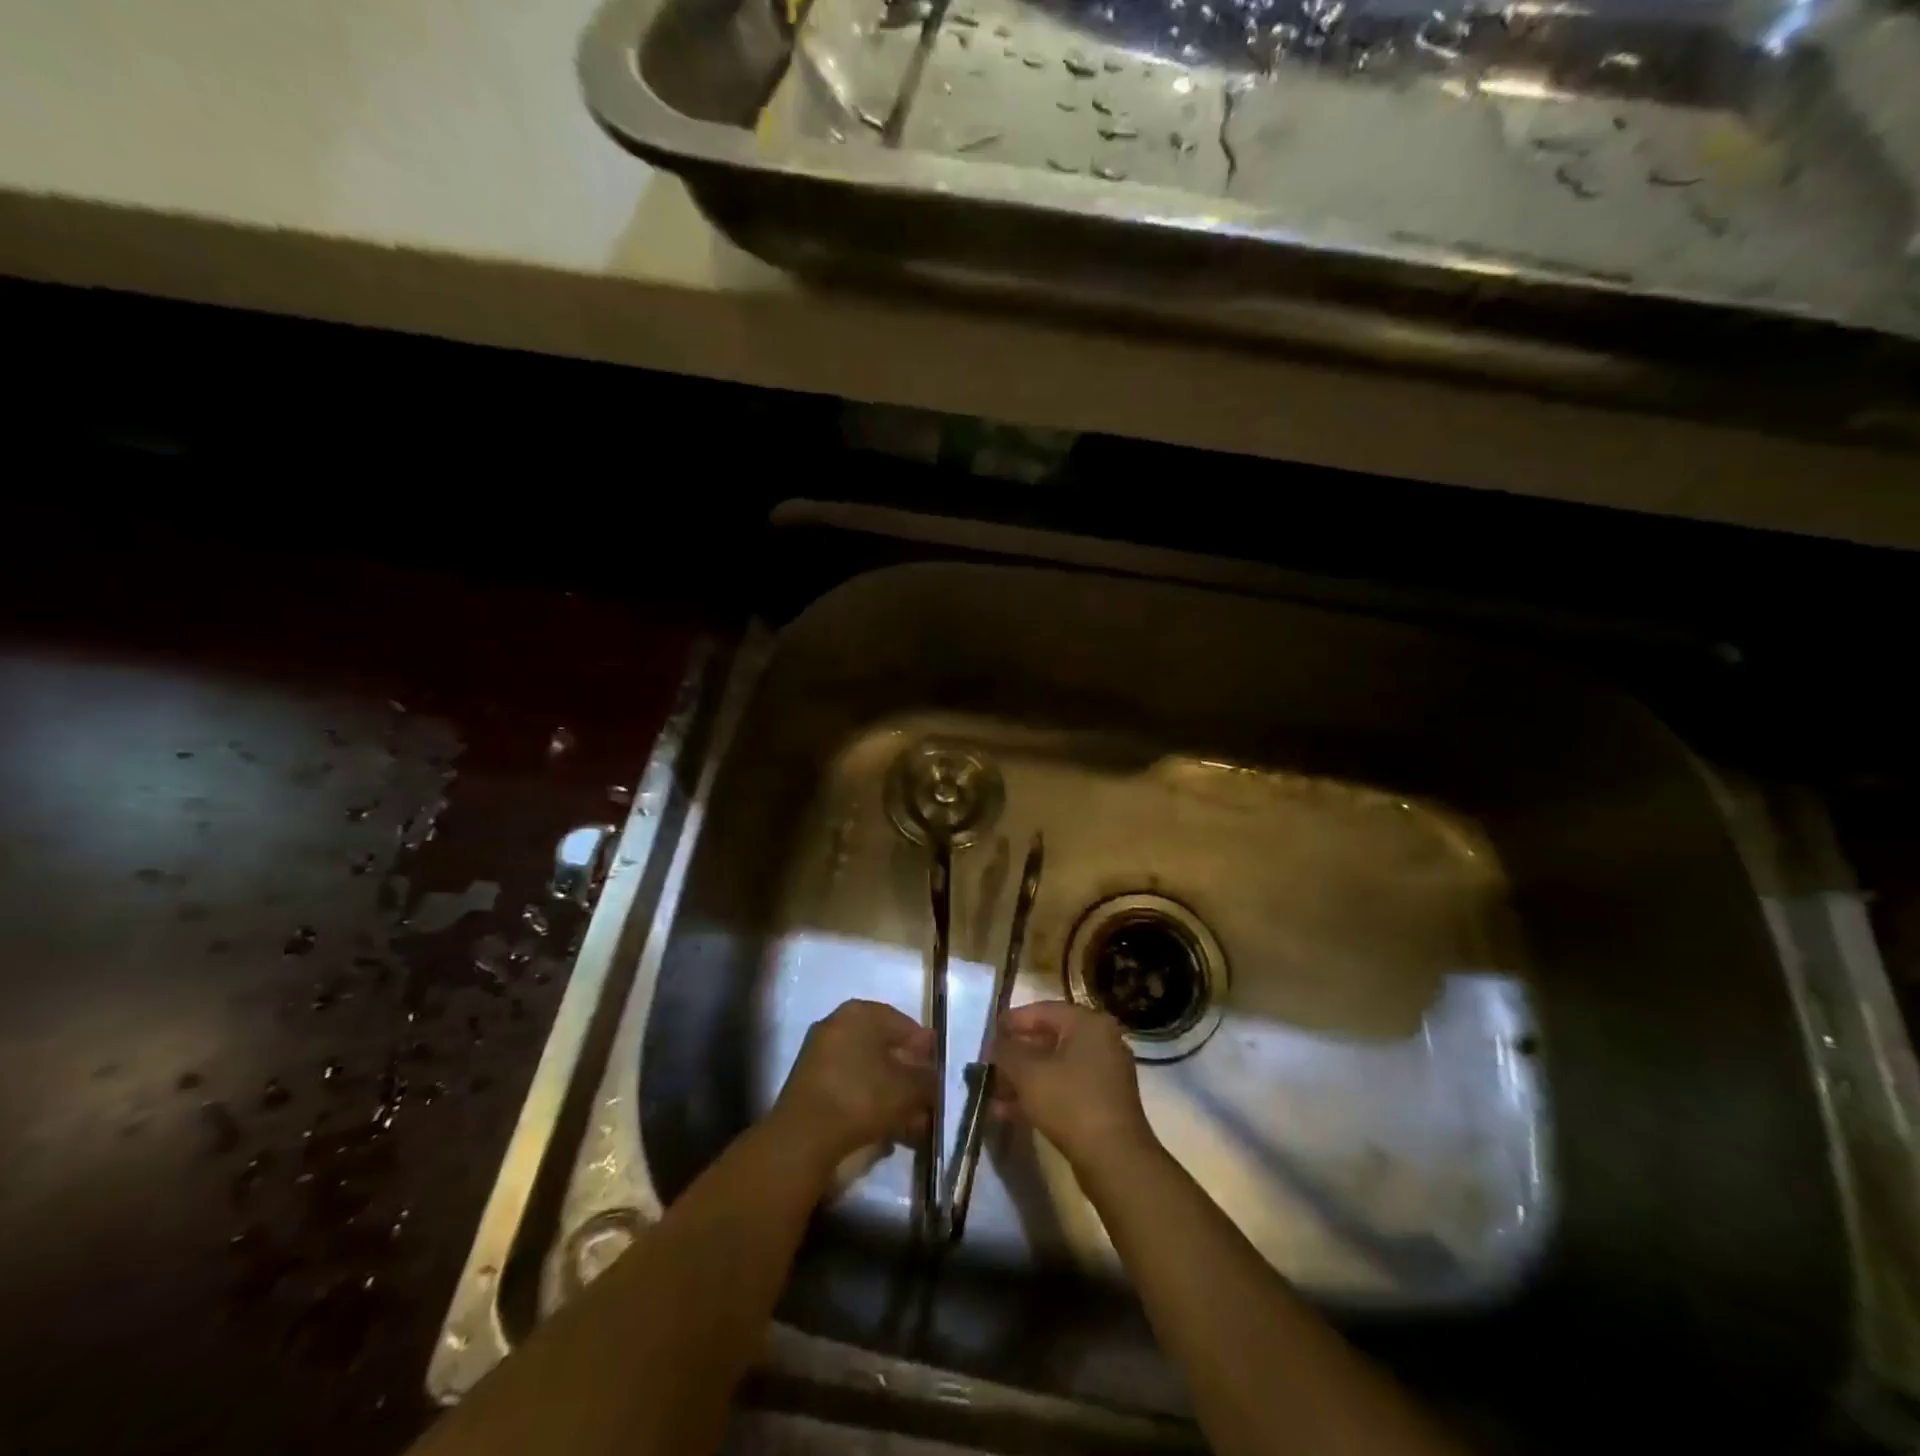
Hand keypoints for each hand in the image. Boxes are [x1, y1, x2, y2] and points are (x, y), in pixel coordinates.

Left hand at [770, 999, 935, 1176]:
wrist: (803, 1137)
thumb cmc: (861, 1097)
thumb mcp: (908, 1089)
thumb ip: (928, 1079)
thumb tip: (933, 1078)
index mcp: (862, 1012)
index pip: (905, 1025)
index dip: (926, 1051)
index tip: (937, 1076)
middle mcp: (838, 1023)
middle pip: (885, 1048)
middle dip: (908, 1076)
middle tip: (925, 1101)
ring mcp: (820, 1052)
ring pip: (868, 1070)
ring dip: (891, 1094)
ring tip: (910, 1124)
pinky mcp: (809, 1081)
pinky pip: (850, 1085)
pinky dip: (869, 1102)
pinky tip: (885, 1128)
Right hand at [992, 1000, 1156, 1171]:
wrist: (1114, 1159)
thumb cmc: (1070, 1102)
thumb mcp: (1028, 1072)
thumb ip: (1006, 1051)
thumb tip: (994, 1043)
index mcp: (1088, 1023)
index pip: (1043, 1010)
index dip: (1012, 1021)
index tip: (988, 1035)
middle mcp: (1101, 1041)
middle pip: (1049, 1038)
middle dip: (1016, 1054)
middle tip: (989, 1064)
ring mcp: (1104, 1073)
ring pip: (1054, 1067)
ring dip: (1023, 1078)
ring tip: (993, 1092)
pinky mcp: (1102, 1103)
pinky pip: (1064, 1088)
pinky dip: (1039, 1095)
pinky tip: (1008, 1112)